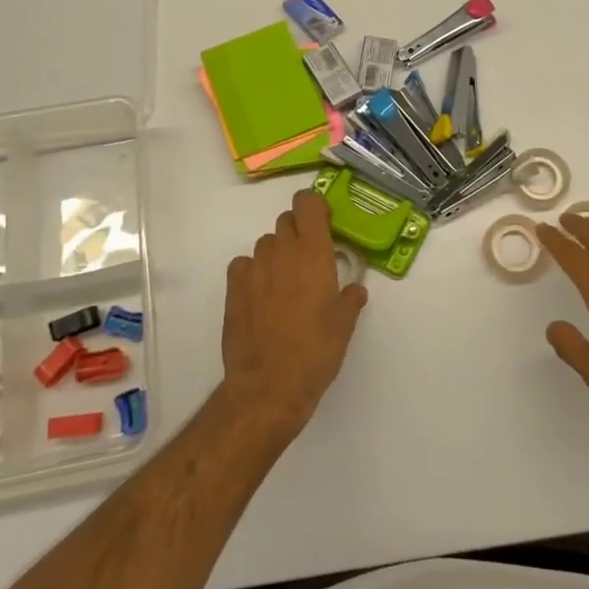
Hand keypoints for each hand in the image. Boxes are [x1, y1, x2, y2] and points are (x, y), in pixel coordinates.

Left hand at [220, 189, 366, 435]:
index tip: (324, 226)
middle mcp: (283, 251)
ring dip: (277, 254)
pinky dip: (253, 272)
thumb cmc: (316, 351)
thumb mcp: (344, 325)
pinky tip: (260, 295)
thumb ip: (350, 299)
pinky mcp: (233, 287)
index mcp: (314, 253)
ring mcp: (255, 267)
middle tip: (308, 261)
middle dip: (298, 232)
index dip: (314, 207)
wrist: (269, 385)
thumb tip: (354, 290)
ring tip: (285, 285)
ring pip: (266, 243)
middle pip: (287, 220)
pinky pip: (244, 265)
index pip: (307, 202)